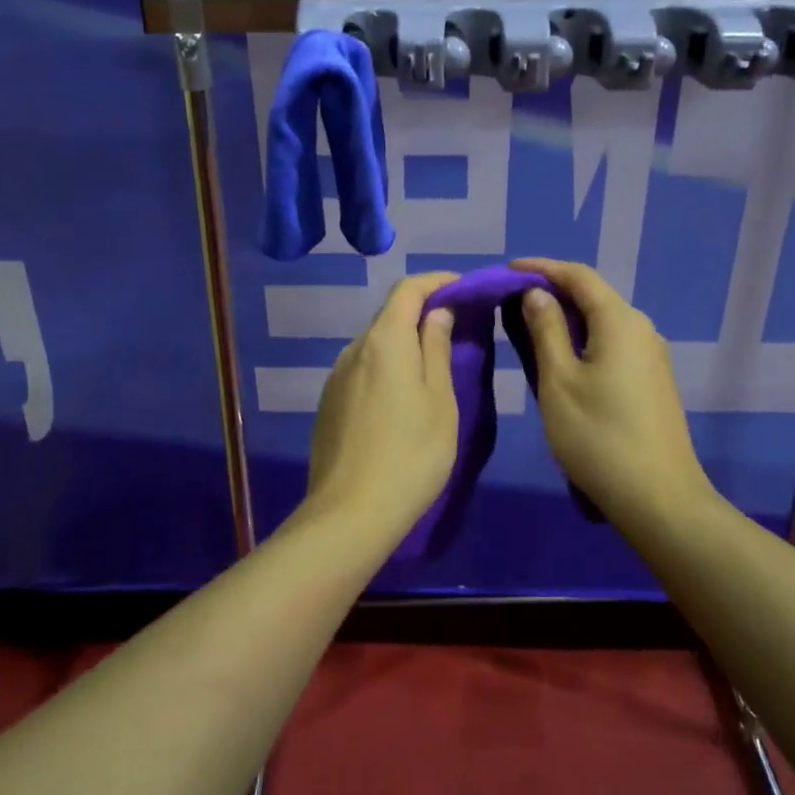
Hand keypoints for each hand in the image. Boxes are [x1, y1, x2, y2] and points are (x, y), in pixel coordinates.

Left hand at [304, 272, 459, 538]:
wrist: (350, 514)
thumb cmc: (411, 454)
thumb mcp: (440, 401)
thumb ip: (437, 349)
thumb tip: (437, 312)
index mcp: (385, 340)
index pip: (408, 289)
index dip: (437, 281)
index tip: (464, 290)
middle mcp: (354, 349)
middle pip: (390, 315)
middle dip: (423, 313)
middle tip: (457, 330)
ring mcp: (336, 376)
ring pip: (375, 344)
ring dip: (404, 344)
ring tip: (433, 367)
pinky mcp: (329, 402)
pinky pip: (362, 370)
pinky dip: (386, 368)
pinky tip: (400, 400)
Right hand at [510, 258, 713, 526]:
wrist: (659, 500)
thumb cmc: (599, 437)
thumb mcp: (558, 381)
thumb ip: (546, 329)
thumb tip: (537, 293)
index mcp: (620, 321)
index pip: (578, 276)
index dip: (540, 267)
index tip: (506, 270)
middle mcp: (641, 329)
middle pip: (592, 295)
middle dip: (551, 291)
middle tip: (510, 300)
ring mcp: (651, 356)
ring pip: (602, 321)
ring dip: (565, 318)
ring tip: (527, 327)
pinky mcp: (651, 381)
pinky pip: (611, 343)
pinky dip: (581, 339)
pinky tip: (560, 358)